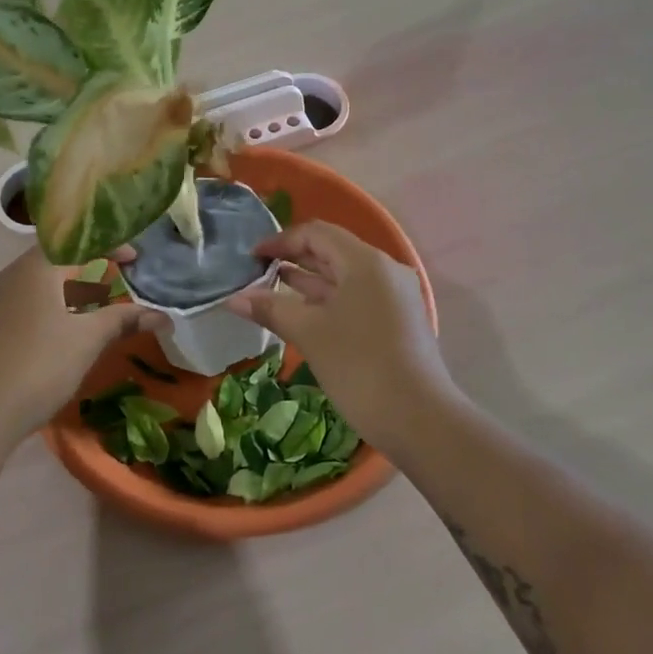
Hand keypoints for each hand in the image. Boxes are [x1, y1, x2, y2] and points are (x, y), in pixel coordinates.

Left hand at [0, 247, 165, 442]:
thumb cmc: (38, 365)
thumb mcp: (88, 340)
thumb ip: (123, 320)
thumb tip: (163, 316)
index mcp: (36, 268)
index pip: (77, 241)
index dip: (109, 245)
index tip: (134, 260)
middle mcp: (11, 276)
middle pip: (56, 260)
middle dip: (90, 268)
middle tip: (118, 281)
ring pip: (40, 284)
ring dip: (70, 290)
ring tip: (95, 309)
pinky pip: (27, 304)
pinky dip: (52, 308)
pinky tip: (62, 335)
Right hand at [226, 222, 452, 450]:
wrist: (419, 420)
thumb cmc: (359, 366)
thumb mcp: (309, 333)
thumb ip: (271, 309)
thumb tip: (233, 299)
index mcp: (366, 262)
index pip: (316, 233)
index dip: (280, 241)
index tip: (251, 257)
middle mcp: (384, 270)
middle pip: (332, 251)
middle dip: (293, 258)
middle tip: (257, 272)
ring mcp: (395, 296)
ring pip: (344, 276)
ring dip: (308, 280)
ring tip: (271, 289)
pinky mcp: (397, 321)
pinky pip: (356, 297)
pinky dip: (327, 300)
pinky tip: (303, 314)